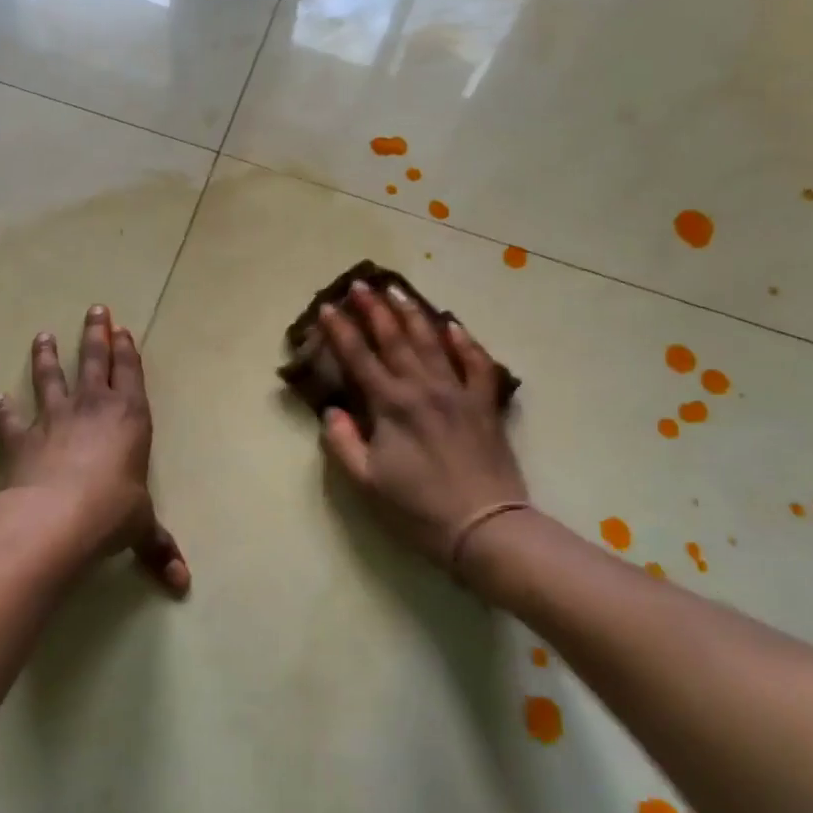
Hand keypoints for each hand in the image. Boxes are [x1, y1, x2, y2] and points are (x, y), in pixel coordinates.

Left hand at [0, 306, 189, 595]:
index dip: (126, 350)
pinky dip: (2, 411)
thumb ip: (159, 548)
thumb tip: (182, 585)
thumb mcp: (141, 530)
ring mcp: (53, 420)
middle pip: (94, 361)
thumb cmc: (111, 515)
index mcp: (129, 419)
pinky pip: (10, 420)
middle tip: (95, 309)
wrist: (56, 520)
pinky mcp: (20, 439)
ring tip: (42, 336)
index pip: (129, 374)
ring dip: (47, 357)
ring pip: (50, 378)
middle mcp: (92, 409)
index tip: (121, 328)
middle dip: (95, 335)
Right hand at [317, 281, 528, 567]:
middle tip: (360, 285)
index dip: (340, 331)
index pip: (359, 358)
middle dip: (374, 310)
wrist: (485, 527)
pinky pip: (477, 363)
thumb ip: (343, 443)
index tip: (327, 307)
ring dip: (413, 314)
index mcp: (391, 406)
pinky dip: (465, 341)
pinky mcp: (485, 404)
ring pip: (432, 342)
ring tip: (397, 291)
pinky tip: (453, 325)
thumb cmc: (418, 509)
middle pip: (395, 339)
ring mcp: (458, 392)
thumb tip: (333, 410)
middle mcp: (423, 388)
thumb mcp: (366, 482)